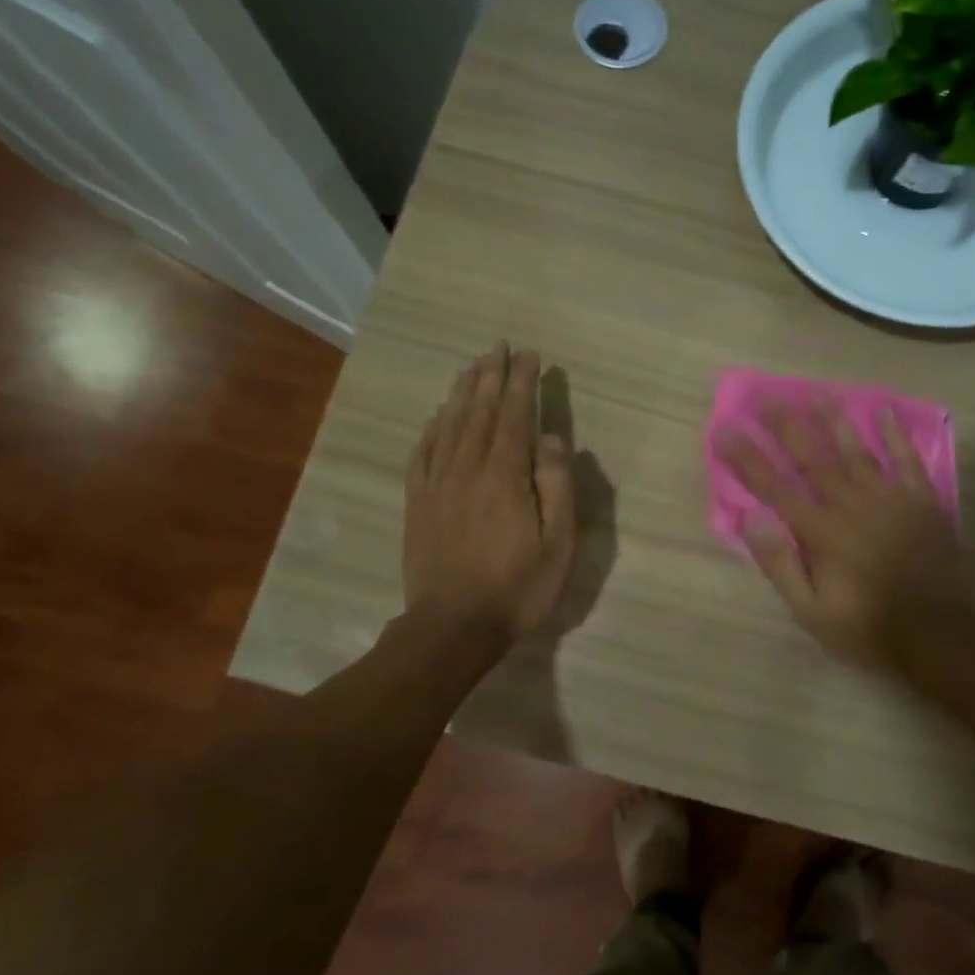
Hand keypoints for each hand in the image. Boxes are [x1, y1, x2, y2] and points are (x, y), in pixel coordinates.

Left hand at [403, 345, 575, 641]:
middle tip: (498, 347)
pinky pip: (422, 455)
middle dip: (491, 376)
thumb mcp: (557, 544)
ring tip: (470, 367)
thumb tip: (554, 438)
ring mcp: (437, 485)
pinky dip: (430, 430)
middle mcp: (467, 469)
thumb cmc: (517, 587)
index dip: (521, 383)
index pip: (514, 416)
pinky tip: (434, 417)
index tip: (528, 355)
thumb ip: (557, 486)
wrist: (453, 626)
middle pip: (478, 412)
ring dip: (461, 393)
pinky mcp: (417, 504)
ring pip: (448, 426)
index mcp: (505, 476)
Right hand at [719, 405, 972, 672]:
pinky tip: (884, 412)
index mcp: (819, 531)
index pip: (773, 486)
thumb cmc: (869, 627)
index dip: (746, 457)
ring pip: (855, 450)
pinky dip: (895, 435)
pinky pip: (907, 460)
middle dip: (787, 425)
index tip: (725, 429)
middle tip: (768, 396)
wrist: (941, 634)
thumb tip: (752, 518)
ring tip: (816, 392)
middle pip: (812, 457)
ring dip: (834, 419)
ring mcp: (889, 498)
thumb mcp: (811, 611)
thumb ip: (780, 563)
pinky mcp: (921, 502)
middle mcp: (849, 504)